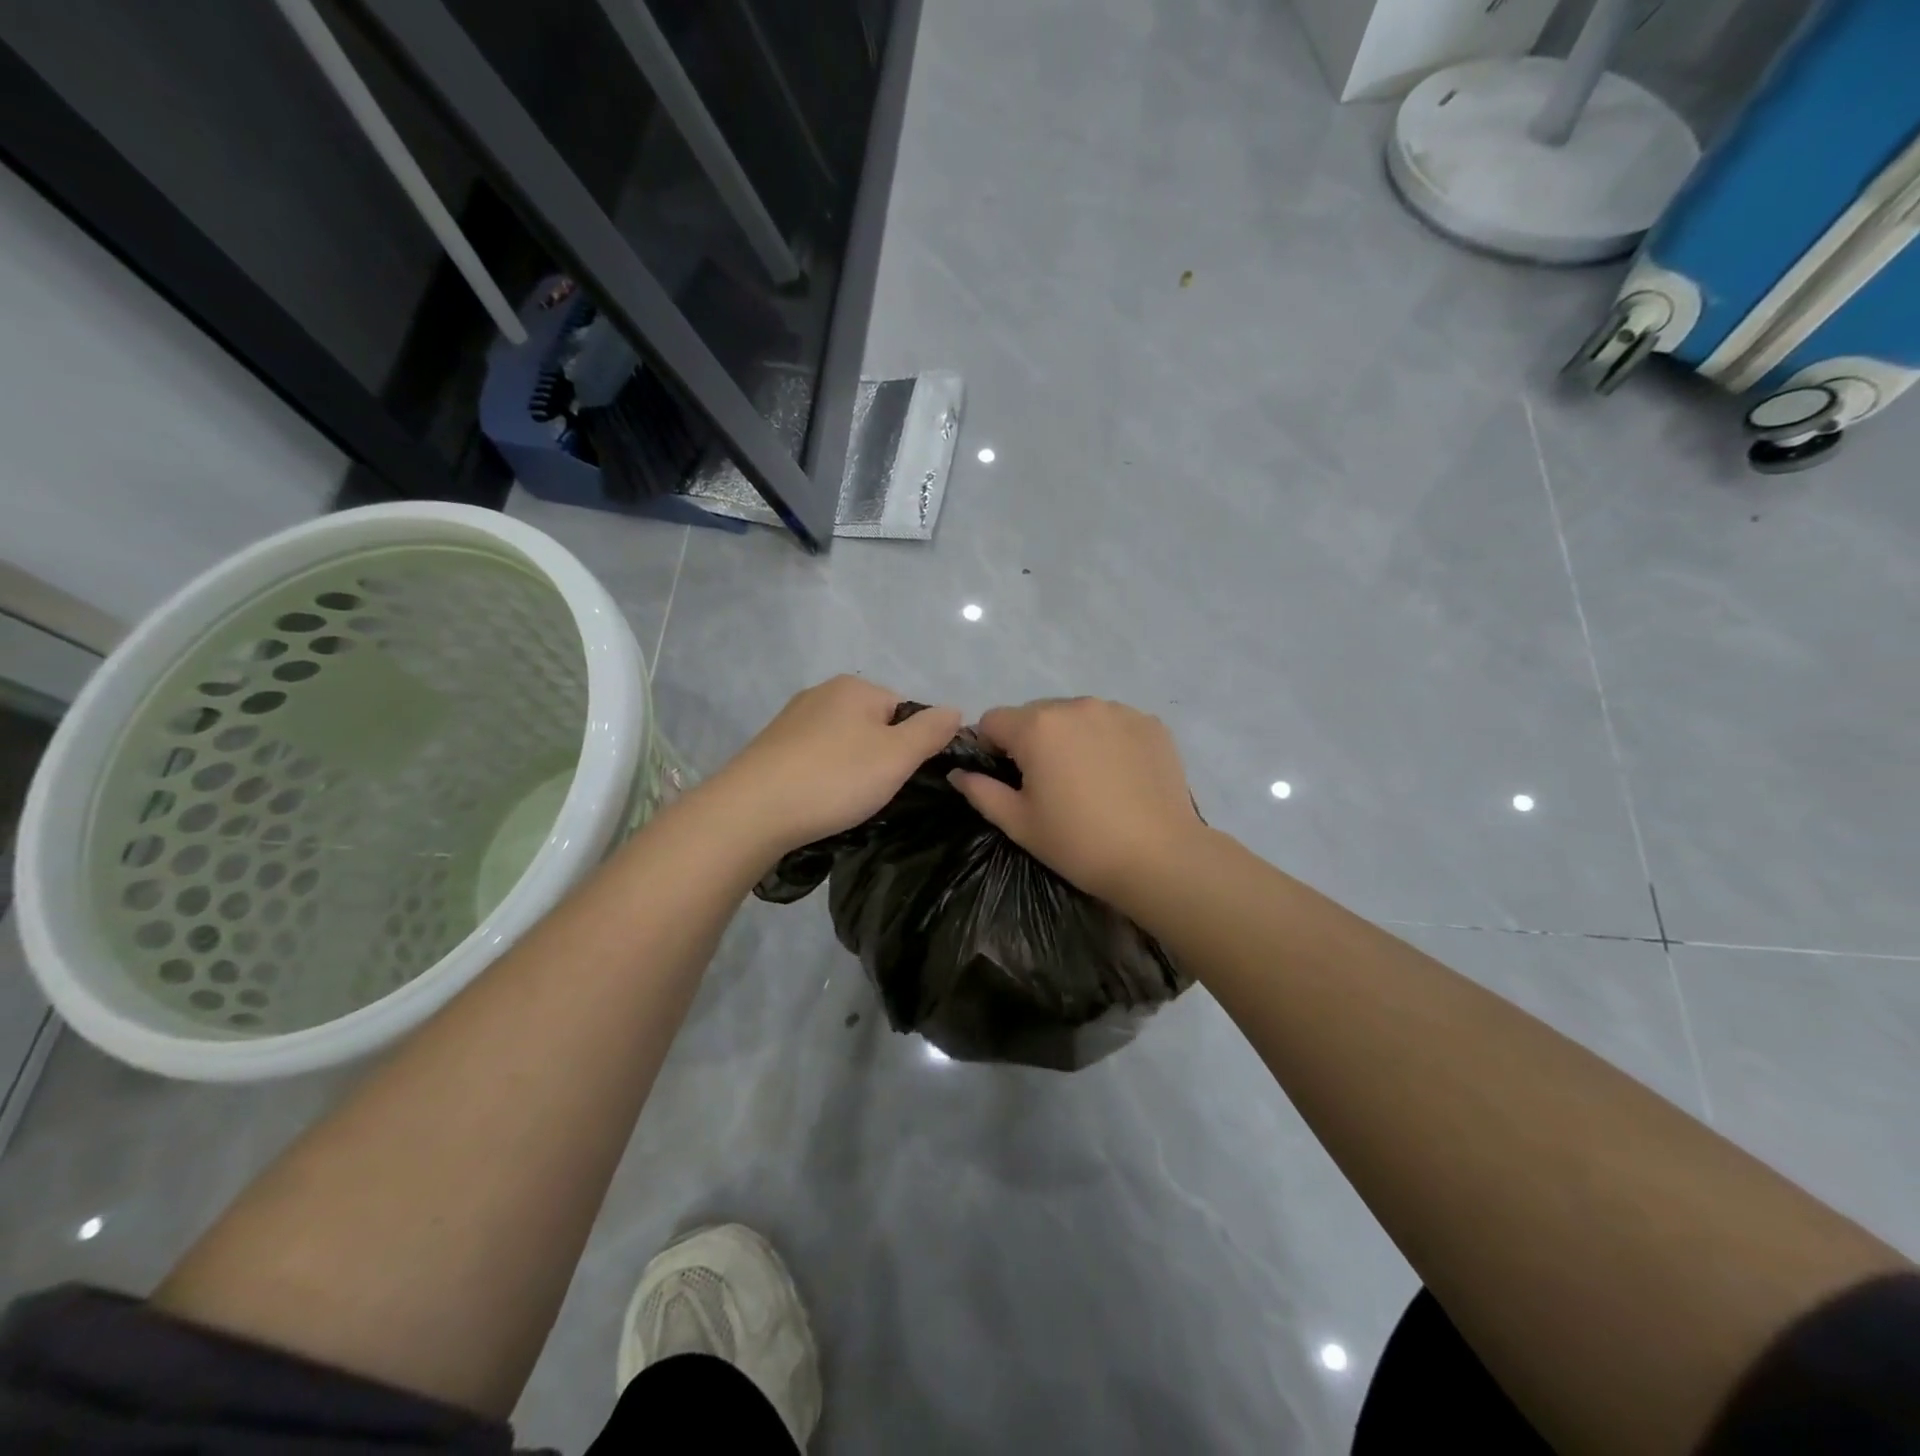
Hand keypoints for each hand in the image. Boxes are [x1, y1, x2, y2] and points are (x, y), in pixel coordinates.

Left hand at [710, 676, 961, 855]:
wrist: (752, 811)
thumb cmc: (834, 778)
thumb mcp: (897, 756)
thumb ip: (932, 731)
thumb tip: (956, 711)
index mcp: (854, 687)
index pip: (905, 709)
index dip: (911, 746)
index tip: (901, 778)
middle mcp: (822, 693)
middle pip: (873, 725)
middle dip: (880, 758)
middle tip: (874, 793)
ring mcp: (792, 719)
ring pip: (843, 744)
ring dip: (851, 770)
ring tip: (844, 801)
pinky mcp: (771, 747)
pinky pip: (815, 758)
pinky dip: (823, 777)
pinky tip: (818, 800)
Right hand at [948, 697, 1201, 903]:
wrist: (1159, 858)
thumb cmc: (1078, 843)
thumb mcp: (1019, 823)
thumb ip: (981, 791)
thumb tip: (959, 773)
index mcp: (1037, 727)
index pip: (993, 720)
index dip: (990, 748)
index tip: (1006, 779)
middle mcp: (1075, 705)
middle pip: (1036, 714)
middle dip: (1032, 741)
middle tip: (1048, 784)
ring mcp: (1117, 710)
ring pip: (1076, 716)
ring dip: (1070, 737)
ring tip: (1088, 780)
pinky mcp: (1150, 723)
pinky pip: (1112, 723)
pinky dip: (1107, 740)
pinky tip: (1119, 776)